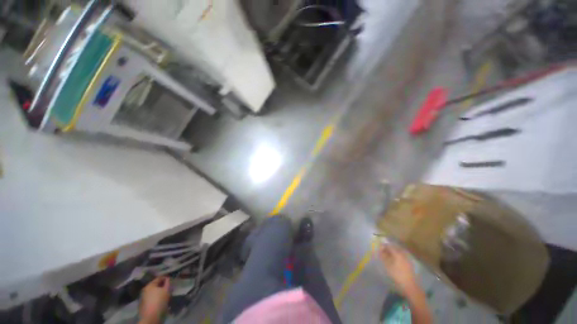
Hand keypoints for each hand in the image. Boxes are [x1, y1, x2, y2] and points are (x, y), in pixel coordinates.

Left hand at [139, 277, 170, 323]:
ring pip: (153, 292)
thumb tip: (168, 278)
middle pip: (155, 285)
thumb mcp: (166, 291)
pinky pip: (151, 297)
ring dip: (159, 291)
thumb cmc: (159, 302)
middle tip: (169, 287)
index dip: (166, 277)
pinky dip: (156, 297)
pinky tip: (160, 300)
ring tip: (166, 293)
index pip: (159, 278)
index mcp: (150, 285)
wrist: (151, 317)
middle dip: (162, 285)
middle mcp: (145, 290)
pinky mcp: (143, 304)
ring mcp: (143, 297)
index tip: (171, 279)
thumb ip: (167, 283)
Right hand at [377, 244, 418, 294]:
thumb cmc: (397, 275)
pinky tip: (395, 260)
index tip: (379, 247)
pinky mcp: (409, 263)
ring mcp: (407, 258)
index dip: (384, 245)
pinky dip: (397, 255)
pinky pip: (402, 256)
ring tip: (388, 255)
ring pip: (399, 251)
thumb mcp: (387, 266)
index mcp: (397, 253)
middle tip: (383, 251)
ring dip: (393, 251)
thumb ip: (383, 256)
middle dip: (388, 248)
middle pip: (395, 247)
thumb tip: (379, 250)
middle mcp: (403, 254)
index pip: (389, 246)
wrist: (409, 285)